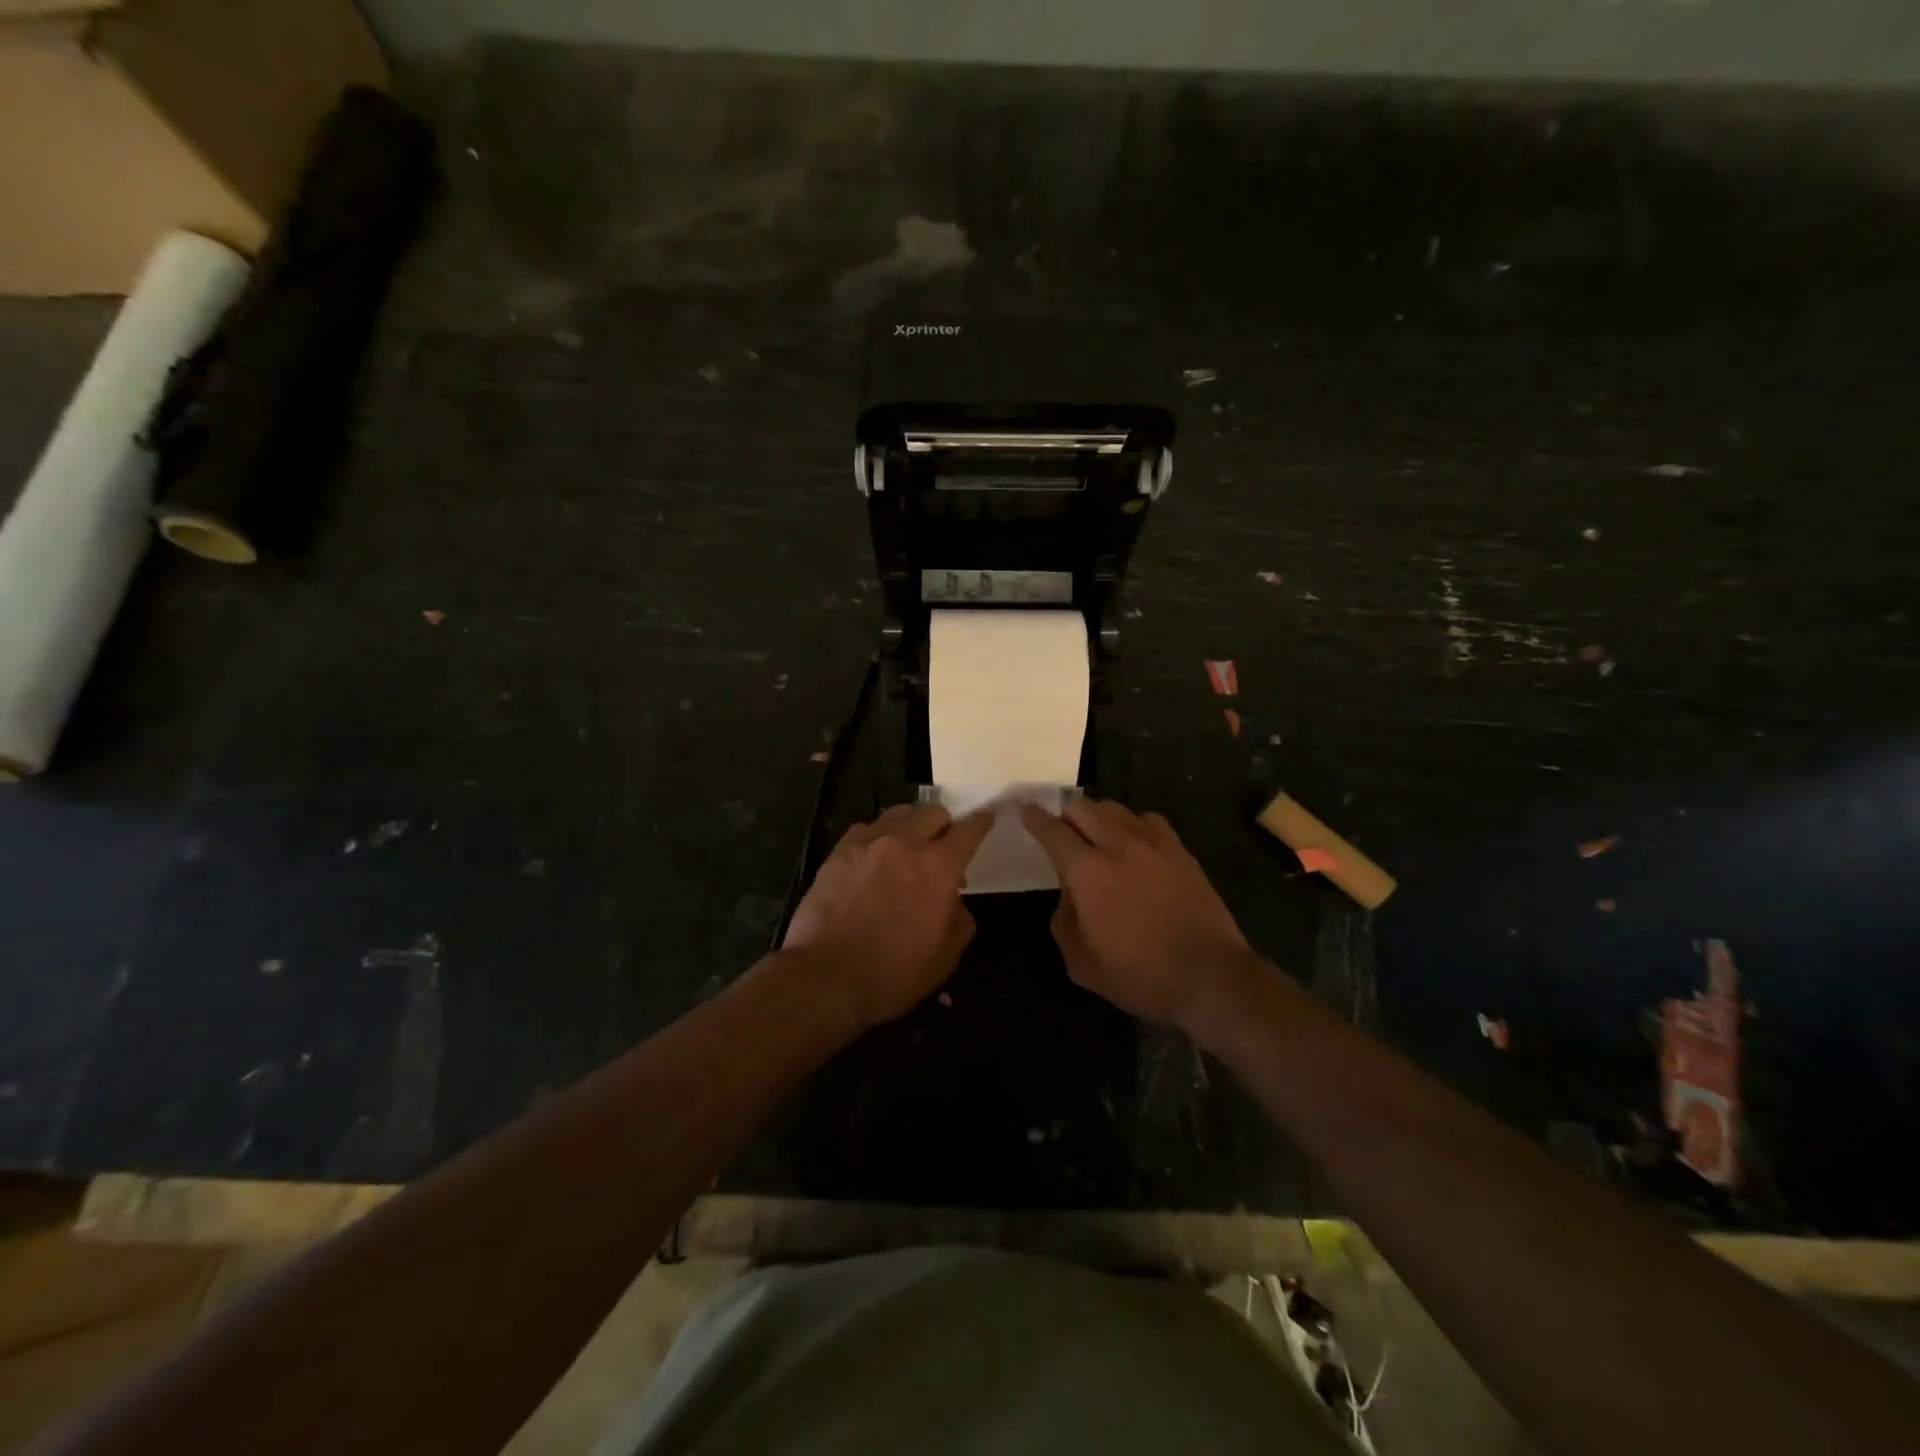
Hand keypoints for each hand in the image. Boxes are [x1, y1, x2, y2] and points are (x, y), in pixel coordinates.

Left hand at [782, 803, 993, 1029]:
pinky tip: (873, 857)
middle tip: (942, 847)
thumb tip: (953, 901)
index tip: (986, 817)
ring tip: (908, 847)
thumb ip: (959, 920)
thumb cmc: (893, 973)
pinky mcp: (839, 852)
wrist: (826, 977)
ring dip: (911, 826)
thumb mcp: (945, 957)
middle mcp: (906, 843)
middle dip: (945, 825)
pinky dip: (878, 836)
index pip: (969, 830)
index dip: (981, 822)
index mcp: (939, 867)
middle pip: (933, 812)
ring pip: (899, 814)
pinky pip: (866, 828)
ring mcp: (868, 843)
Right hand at [1022, 798, 1253, 1028]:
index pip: (1052, 830)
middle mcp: (1118, 846)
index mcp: (1087, 872)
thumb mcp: (1081, 963)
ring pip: (1115, 809)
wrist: (1209, 976)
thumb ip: (1064, 920)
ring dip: (1097, 816)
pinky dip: (1132, 825)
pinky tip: (1134, 844)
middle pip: (1082, 807)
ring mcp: (1153, 844)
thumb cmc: (1140, 976)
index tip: (1026, 811)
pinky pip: (1148, 820)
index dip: (1035, 818)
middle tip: (1062, 831)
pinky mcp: (1180, 850)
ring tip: (1096, 835)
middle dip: (1065, 815)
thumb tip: (1068, 893)